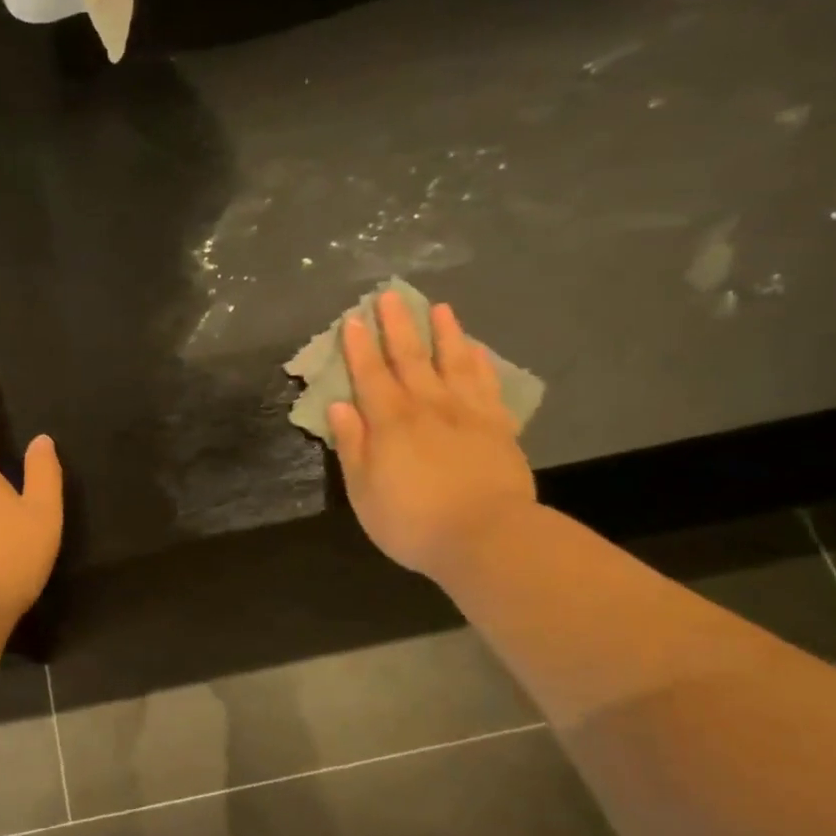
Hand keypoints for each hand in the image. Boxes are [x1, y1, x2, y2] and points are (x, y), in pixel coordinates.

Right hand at [328, 295, 536, 579]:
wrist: (488, 539)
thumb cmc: (413, 521)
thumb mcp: (364, 491)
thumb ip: (352, 445)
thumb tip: (338, 406)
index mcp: (390, 421)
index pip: (370, 374)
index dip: (359, 346)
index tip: (353, 318)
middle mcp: (427, 406)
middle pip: (410, 358)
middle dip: (397, 326)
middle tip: (390, 295)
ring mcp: (467, 414)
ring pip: (453, 363)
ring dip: (444, 334)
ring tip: (439, 309)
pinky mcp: (498, 428)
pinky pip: (487, 385)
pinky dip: (480, 364)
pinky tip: (476, 350)